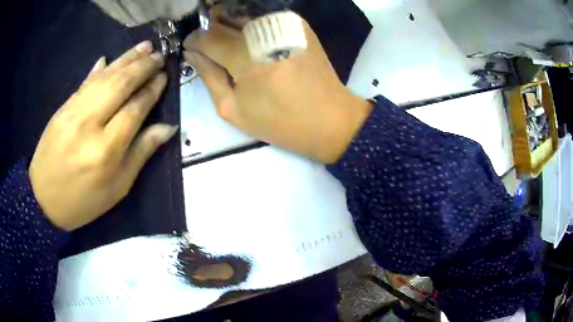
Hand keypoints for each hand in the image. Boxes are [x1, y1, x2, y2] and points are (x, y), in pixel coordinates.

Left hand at [29, 41, 177, 230]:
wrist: (43, 200)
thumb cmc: (84, 201)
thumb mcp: (118, 188)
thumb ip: (141, 153)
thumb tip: (167, 128)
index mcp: (106, 150)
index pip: (135, 109)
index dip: (152, 90)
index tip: (164, 77)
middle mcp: (89, 124)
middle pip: (120, 85)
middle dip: (142, 67)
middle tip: (159, 55)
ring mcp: (73, 112)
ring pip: (103, 77)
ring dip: (125, 59)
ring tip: (144, 46)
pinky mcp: (62, 108)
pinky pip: (85, 83)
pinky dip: (99, 69)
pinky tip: (110, 59)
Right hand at [183, 8, 371, 163]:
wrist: (330, 119)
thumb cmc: (280, 122)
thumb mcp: (233, 109)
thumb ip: (209, 77)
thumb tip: (192, 53)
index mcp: (247, 58)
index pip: (208, 36)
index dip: (194, 40)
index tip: (191, 48)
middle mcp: (265, 33)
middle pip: (224, 20)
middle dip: (210, 31)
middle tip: (207, 47)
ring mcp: (285, 25)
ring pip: (243, 16)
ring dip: (229, 26)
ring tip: (228, 46)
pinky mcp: (298, 24)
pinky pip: (263, 18)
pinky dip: (251, 26)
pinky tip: (251, 41)